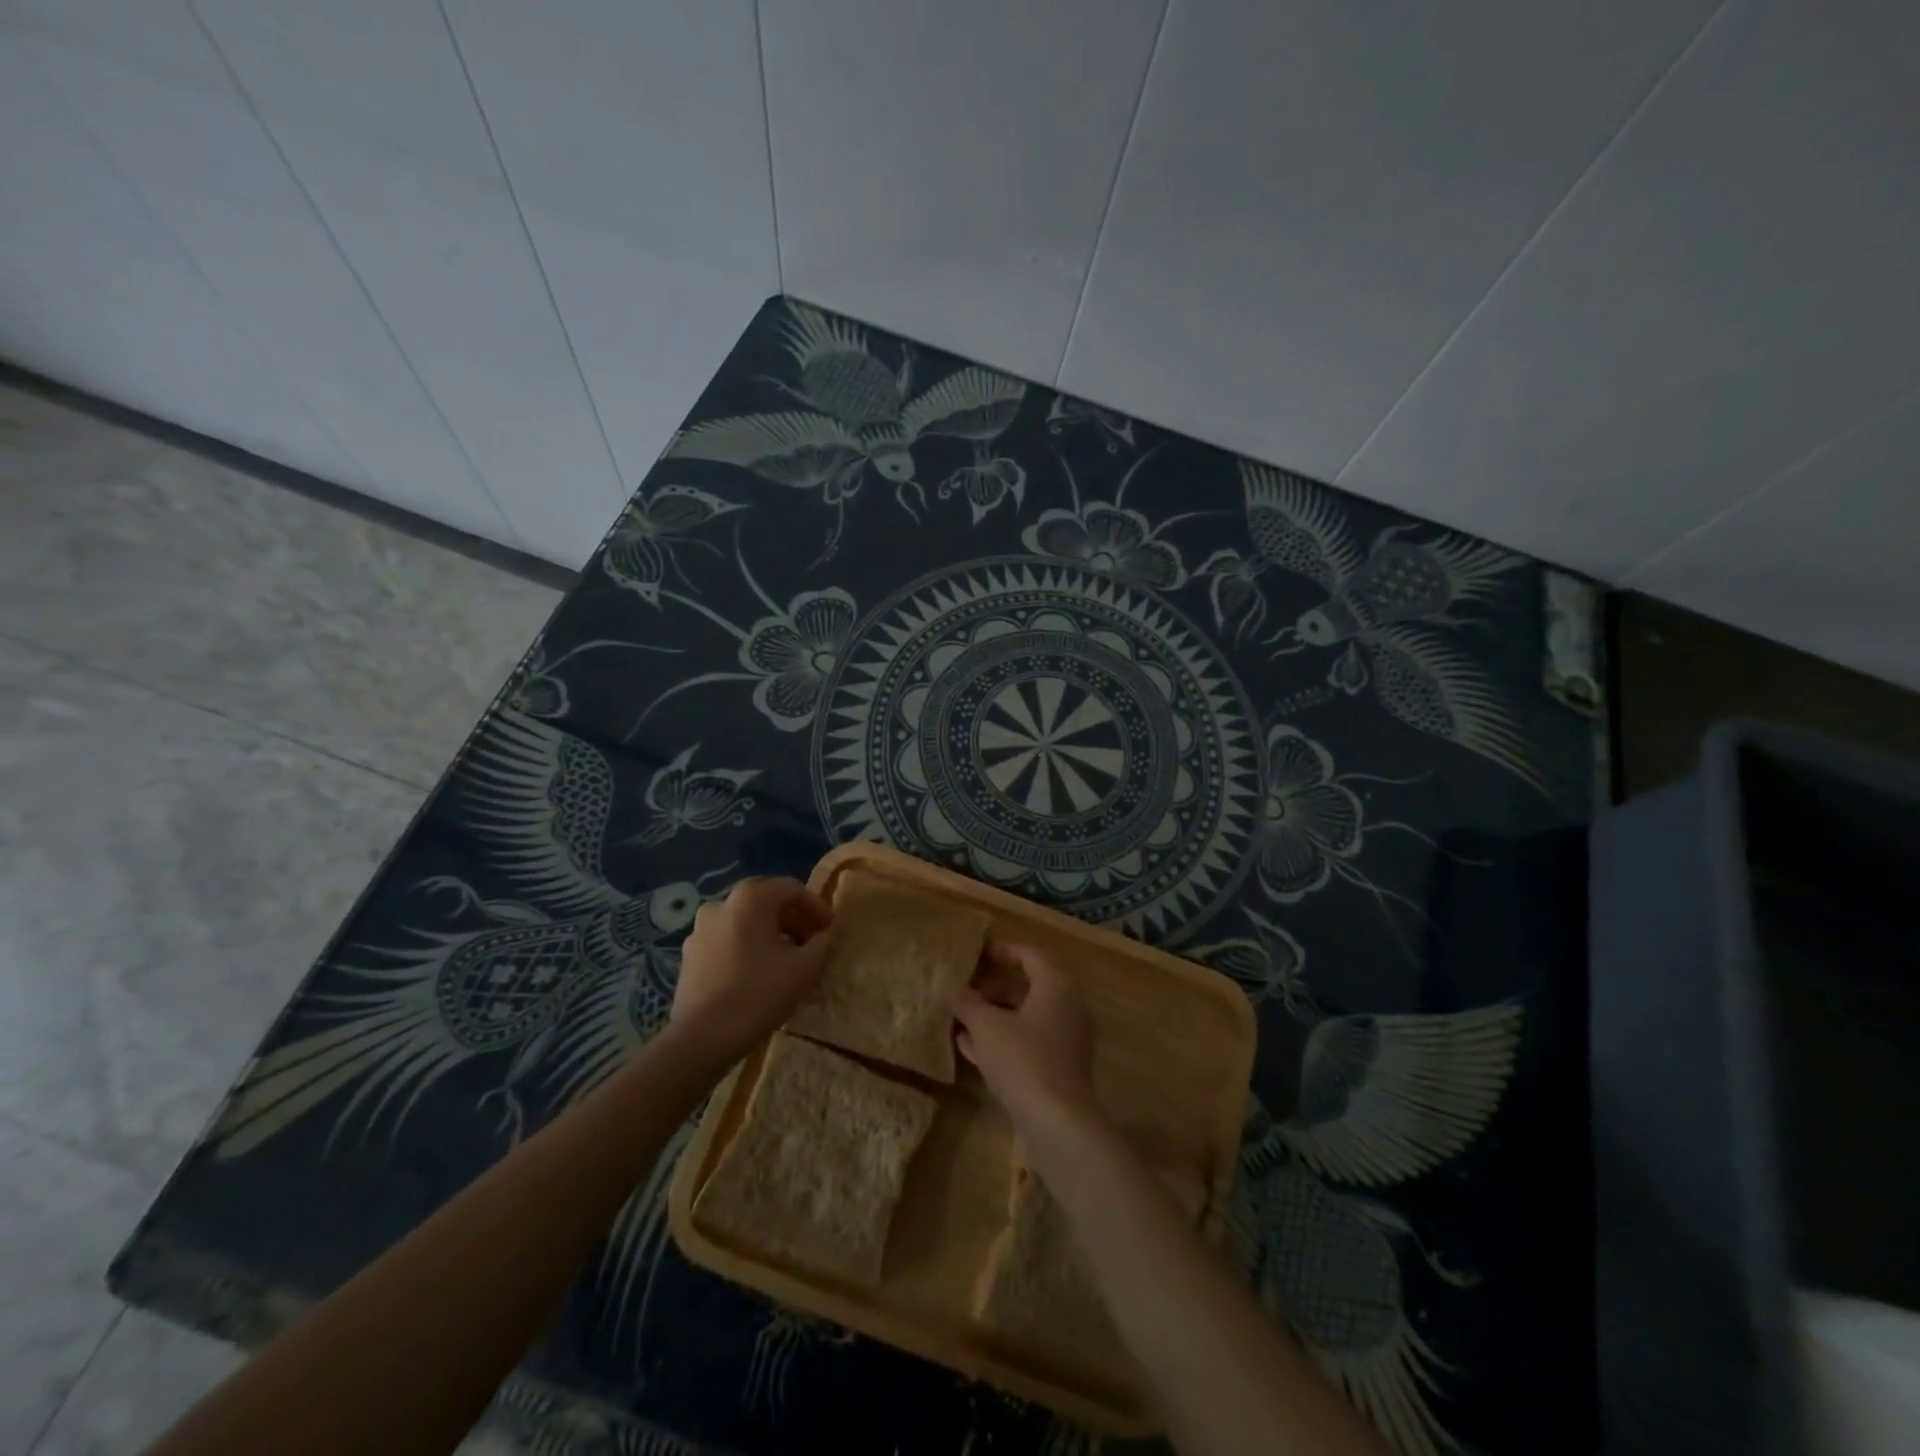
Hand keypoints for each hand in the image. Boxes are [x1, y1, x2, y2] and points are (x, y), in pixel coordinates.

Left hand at [672, 877, 832, 1064]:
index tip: (830, 930)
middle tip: (812, 943)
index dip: (816, 907)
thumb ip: (823, 944)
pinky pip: (727, 941)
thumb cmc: (758, 993)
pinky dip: (748, 948)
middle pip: (766, 902)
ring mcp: (700, 929)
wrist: (702, 1038)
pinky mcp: (690, 955)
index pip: (792, 889)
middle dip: (794, 920)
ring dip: (771, 935)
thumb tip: (827, 934)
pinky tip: (759, 974)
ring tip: (788, 960)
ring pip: (745, 922)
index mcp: (750, 898)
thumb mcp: (804, 968)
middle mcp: (721, 904)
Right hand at [954, 941, 1100, 1137]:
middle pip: (1029, 986)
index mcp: (1057, 985)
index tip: (976, 951)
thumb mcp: (986, 1026)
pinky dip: (1005, 1039)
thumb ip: (969, 1003)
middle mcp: (1069, 1006)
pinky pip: (1030, 1042)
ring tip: (962, 1016)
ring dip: (996, 1015)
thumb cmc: (1022, 1059)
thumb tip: (957, 990)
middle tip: (966, 985)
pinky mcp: (1062, 1067)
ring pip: (1027, 1017)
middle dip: (994, 986)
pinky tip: (971, 1048)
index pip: (1029, 955)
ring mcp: (1068, 1039)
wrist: (1057, 1122)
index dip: (1002, 950)